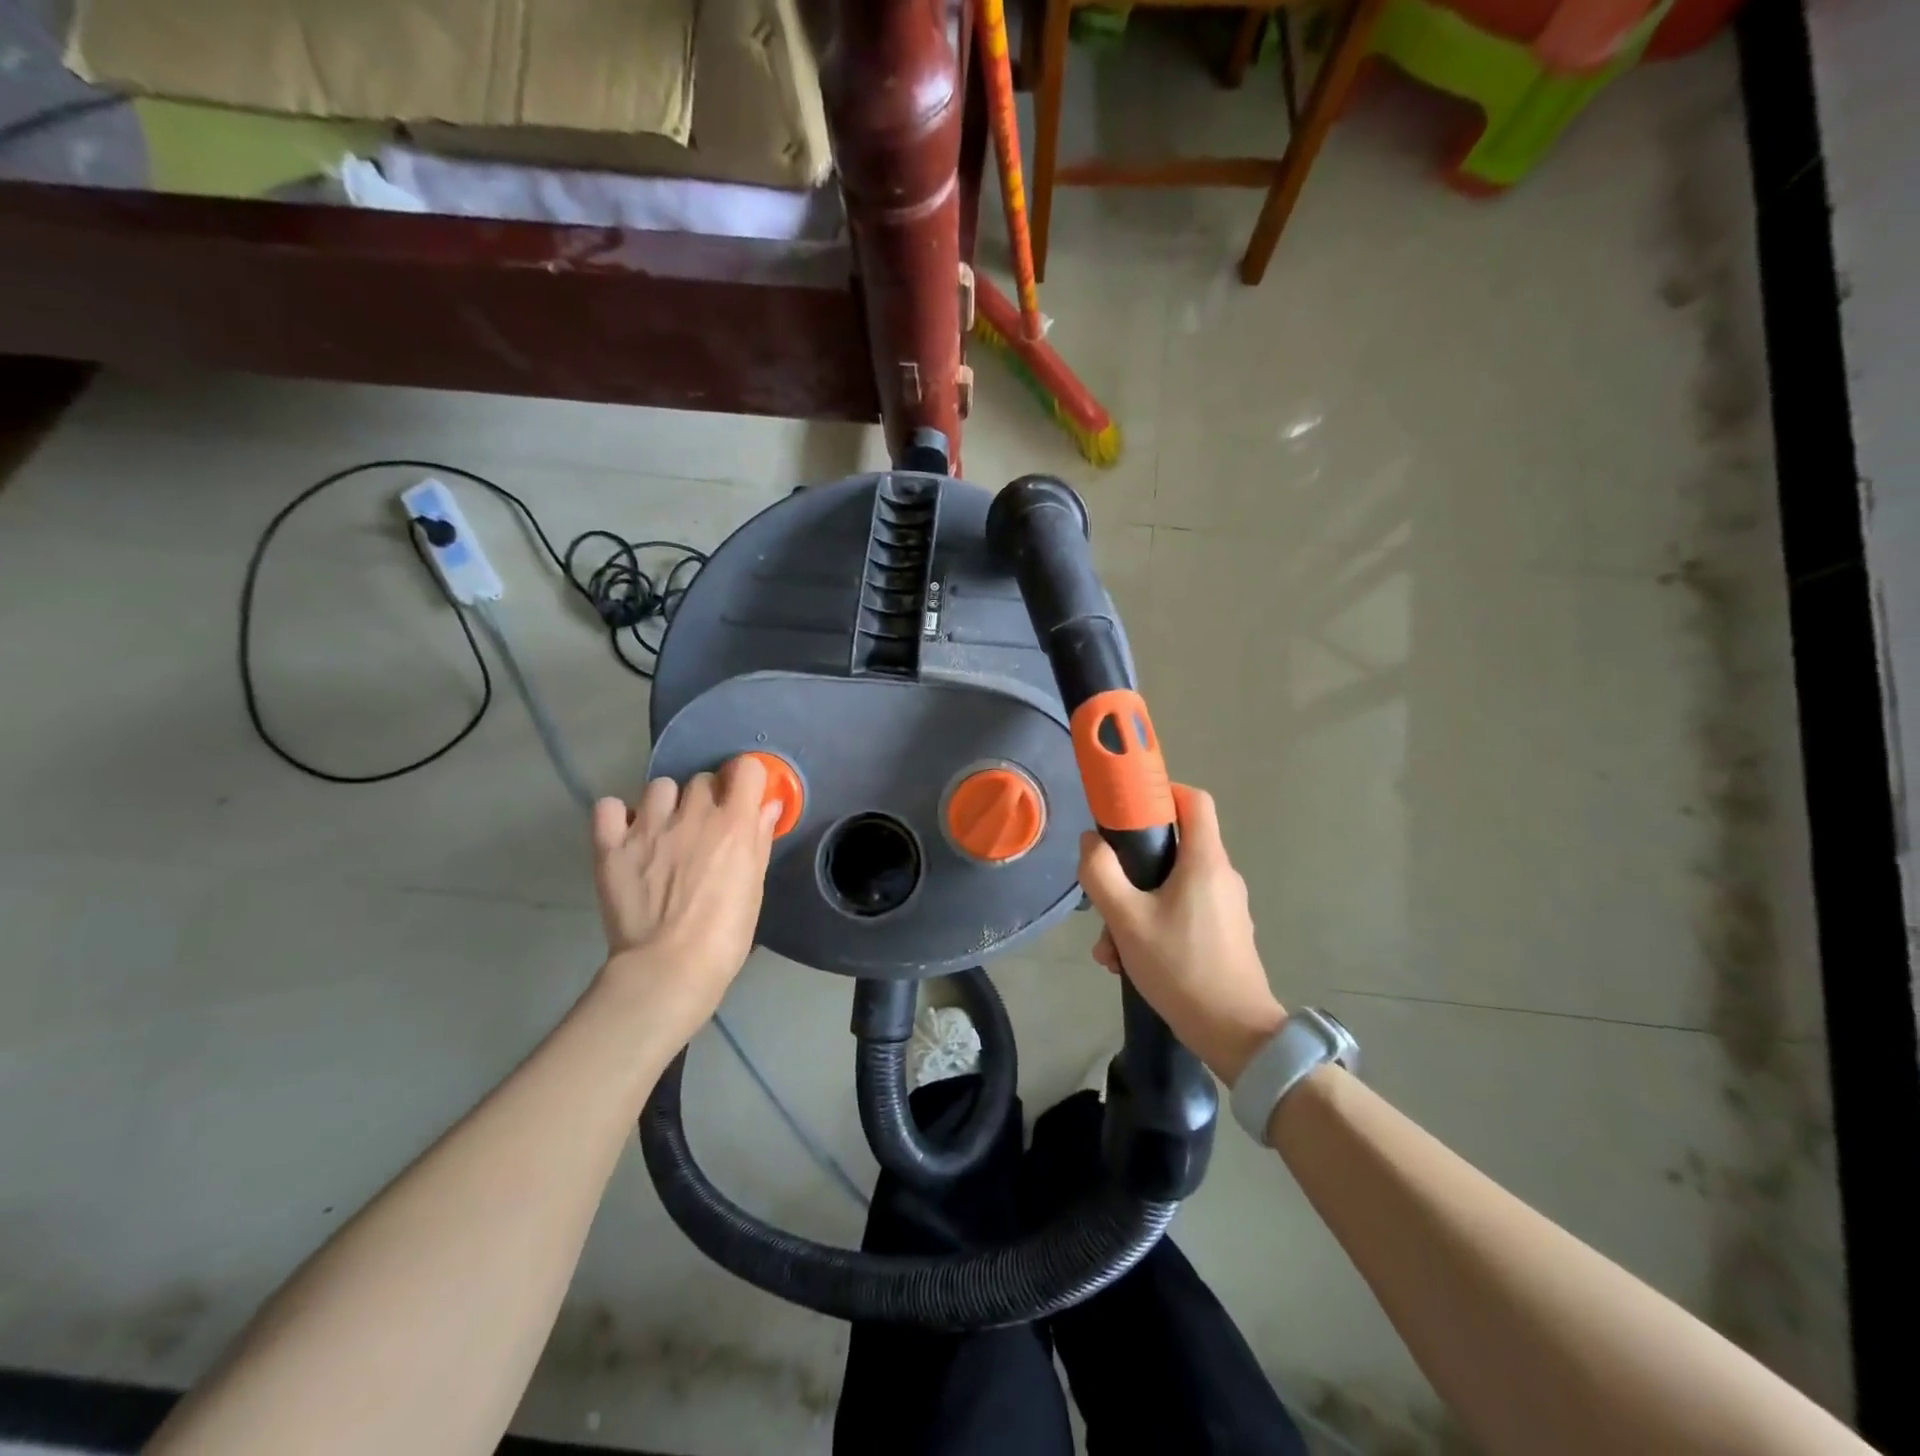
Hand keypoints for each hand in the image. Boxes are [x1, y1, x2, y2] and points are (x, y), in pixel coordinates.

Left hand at [591, 754, 780, 1043]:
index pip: (746, 769)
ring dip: (667, 804)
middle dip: (707, 797)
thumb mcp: (754, 886)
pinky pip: (608, 807)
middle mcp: (692, 815)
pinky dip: (618, 816)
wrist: (669, 968)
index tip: (744, 798)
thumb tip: (768, 806)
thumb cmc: (725, 934)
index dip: (746, 780)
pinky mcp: (612, 846)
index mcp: (733, 823)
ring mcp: (648, 828)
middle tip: (704, 829)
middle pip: (702, 779)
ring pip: (660, 787)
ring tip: (665, 832)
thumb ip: (760, 839)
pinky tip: (627, 835)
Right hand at [1078, 784, 1286, 1083]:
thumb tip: (1091, 842)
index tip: (1128, 807)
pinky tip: (1130, 961)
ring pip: (1173, 886)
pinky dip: (1155, 925)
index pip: (1194, 800)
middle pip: (1174, 848)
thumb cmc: (1181, 968)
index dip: (1162, 792)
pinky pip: (1183, 912)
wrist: (1235, 1035)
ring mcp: (1226, 906)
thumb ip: (1102, 873)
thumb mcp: (1127, 919)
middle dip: (1132, 868)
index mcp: (1205, 861)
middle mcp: (1221, 876)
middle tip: (1106, 896)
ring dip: (1136, 907)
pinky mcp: (1224, 933)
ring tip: (1110, 948)